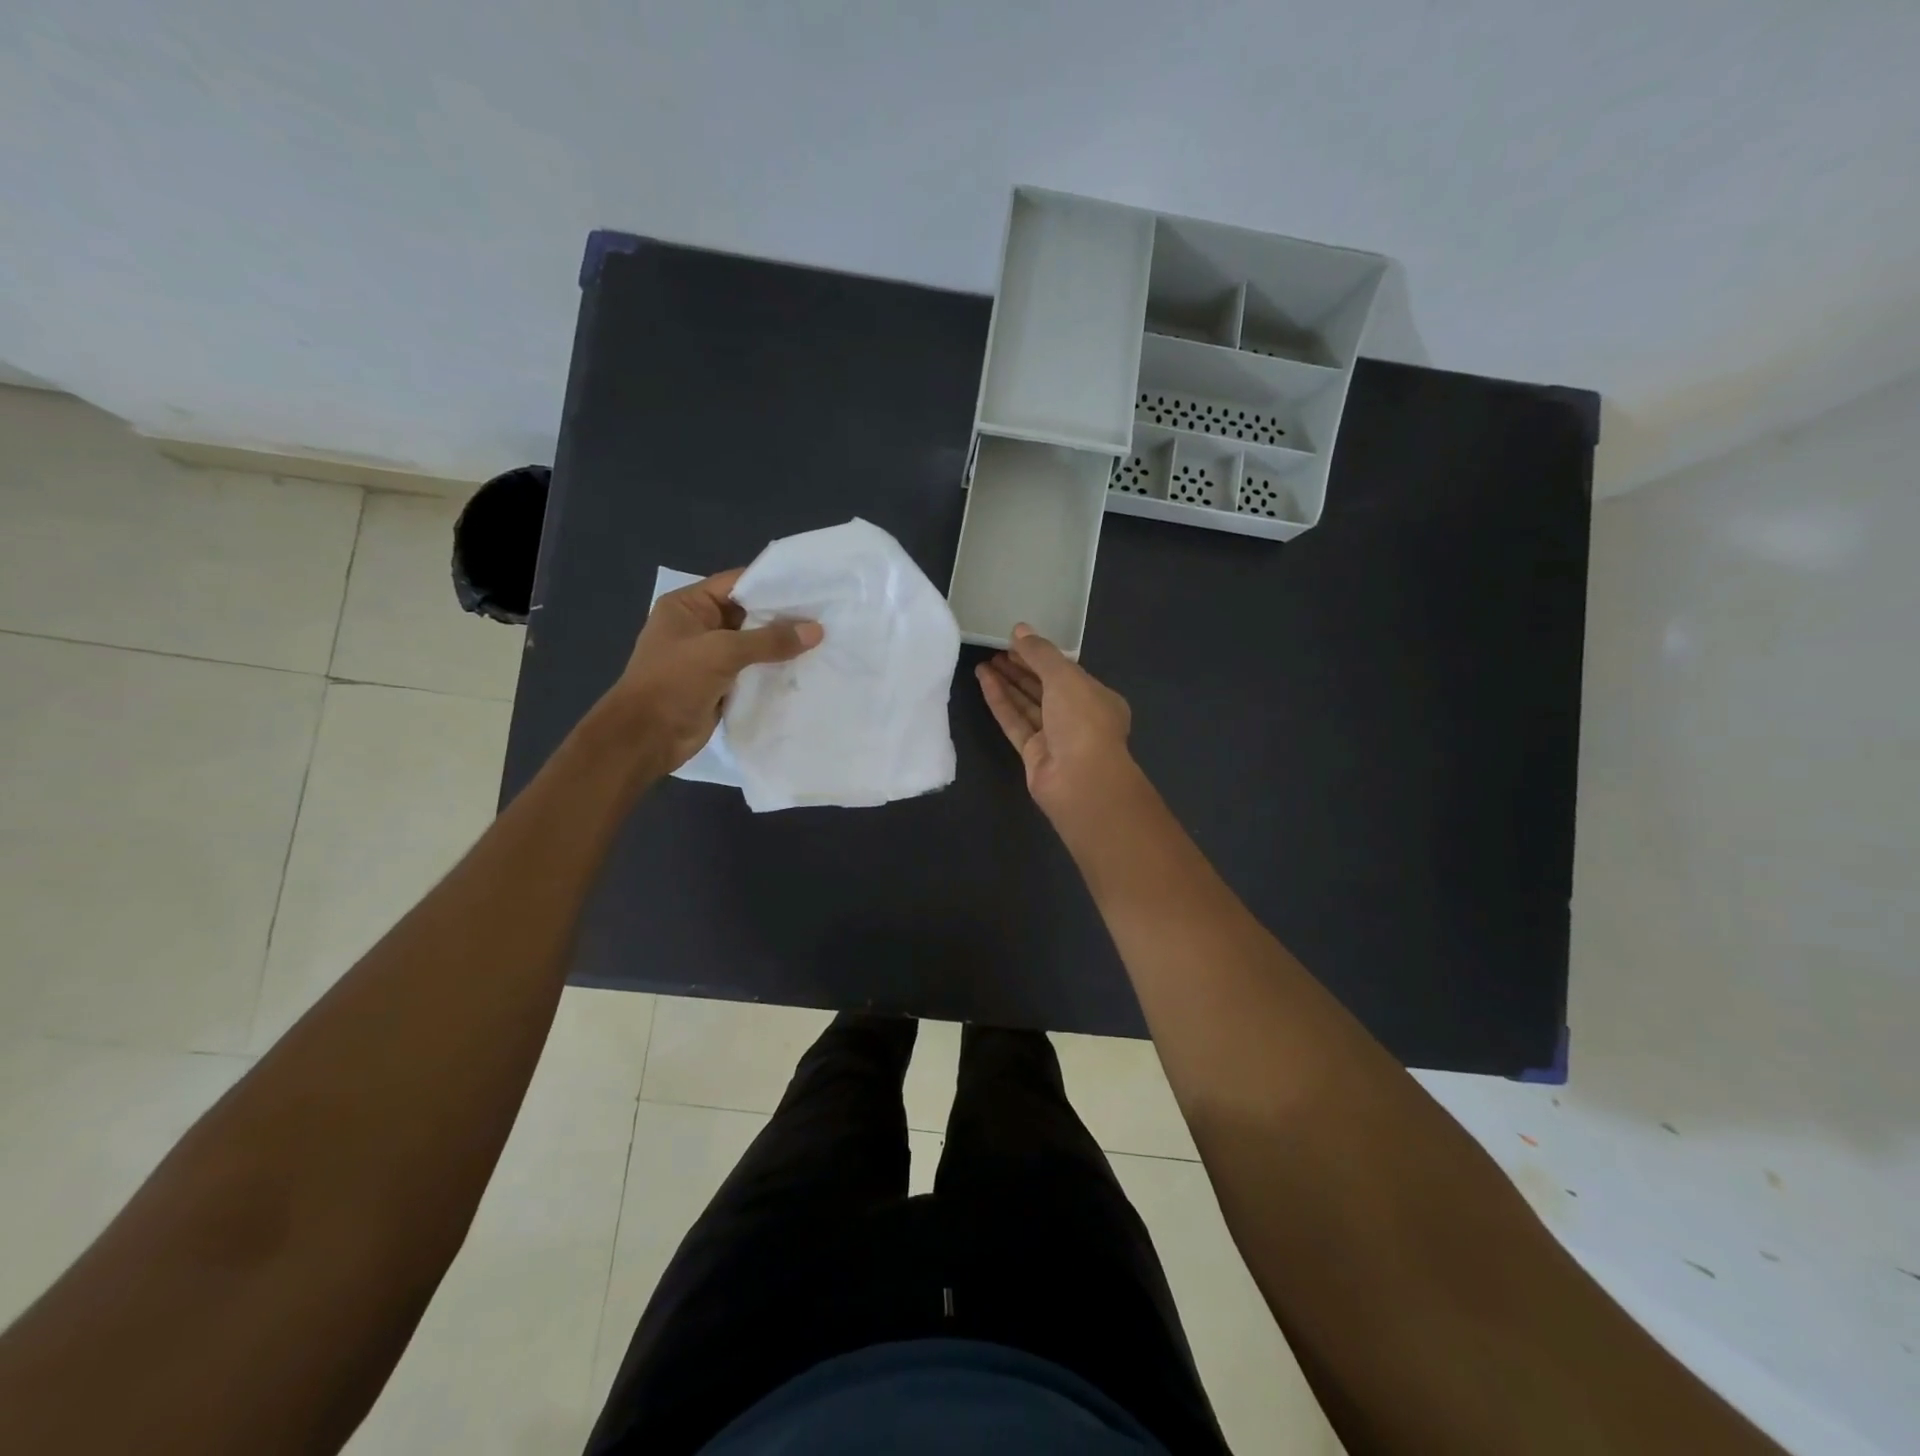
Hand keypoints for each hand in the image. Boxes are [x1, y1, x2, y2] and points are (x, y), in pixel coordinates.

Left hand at [611, 568, 821, 772]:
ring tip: (824, 640)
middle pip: (749, 613)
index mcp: (688, 605)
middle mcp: (699, 626)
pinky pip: (754, 670)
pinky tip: (806, 667)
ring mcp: (710, 657)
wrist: (646, 737)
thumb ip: (769, 640)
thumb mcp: (722, 652)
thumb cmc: (674, 682)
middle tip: (826, 615)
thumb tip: (816, 630)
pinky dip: (775, 669)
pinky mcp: (721, 684)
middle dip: (784, 616)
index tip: (812, 587)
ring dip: (782, 645)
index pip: (737, 583)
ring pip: (754, 644)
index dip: (773, 584)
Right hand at [976, 624, 1133, 817]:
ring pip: (1027, 705)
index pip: (1066, 672)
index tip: (1015, 640)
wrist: (1080, 780)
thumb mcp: (1064, 677)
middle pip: (1045, 687)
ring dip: (1007, 683)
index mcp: (1096, 698)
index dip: (1041, 655)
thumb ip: (1041, 653)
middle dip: (1022, 668)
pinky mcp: (1033, 754)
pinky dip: (1000, 701)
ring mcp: (1055, 738)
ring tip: (984, 662)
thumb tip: (1020, 629)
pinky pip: (1014, 722)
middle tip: (995, 650)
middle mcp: (1077, 717)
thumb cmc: (1082, 721)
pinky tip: (984, 681)